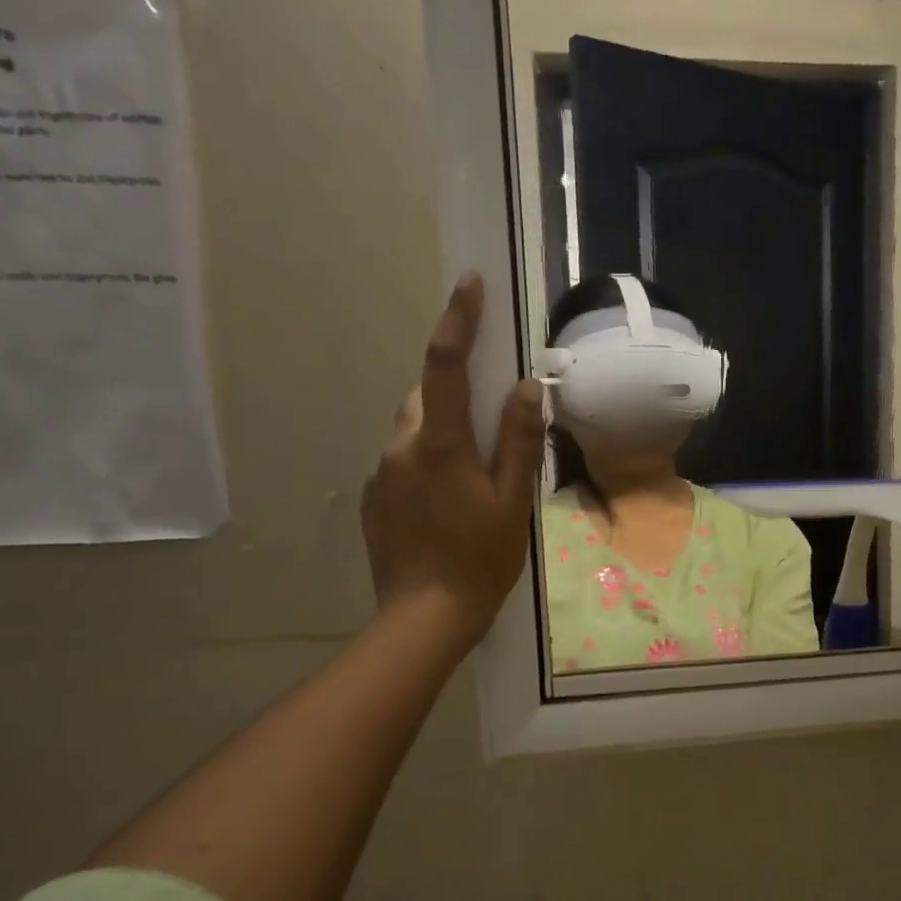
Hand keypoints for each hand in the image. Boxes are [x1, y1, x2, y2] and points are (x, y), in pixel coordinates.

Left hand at [361, 272, 545, 645]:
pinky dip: (429, 464)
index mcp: (439, 444)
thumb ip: (517, 440)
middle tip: (492, 423)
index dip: (458, 320)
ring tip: (475, 476)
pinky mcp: (376, 498)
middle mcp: (401, 447)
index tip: (469, 283)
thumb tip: (524, 385)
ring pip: (415, 430)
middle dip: (456, 393)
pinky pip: (404, 461)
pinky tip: (450, 504)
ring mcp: (382, 473)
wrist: (424, 617)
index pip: (444, 366)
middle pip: (426, 396)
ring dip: (444, 433)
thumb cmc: (480, 559)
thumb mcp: (513, 501)